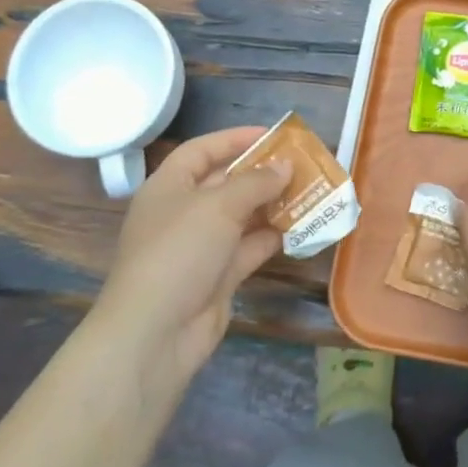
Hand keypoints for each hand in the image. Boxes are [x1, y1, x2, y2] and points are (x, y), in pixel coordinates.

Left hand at [95, 126, 290, 402]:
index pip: (201, 151)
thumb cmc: (179, 252)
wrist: (156, 332)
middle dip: (262, 173)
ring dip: (274, 204)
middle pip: (225, 183)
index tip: (272, 135)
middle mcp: (183, 212)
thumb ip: (255, 182)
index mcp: (169, 187)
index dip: (234, 139)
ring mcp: (201, 247)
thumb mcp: (218, 206)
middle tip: (302, 163)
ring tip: (311, 191)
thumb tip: (285, 166)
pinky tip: (303, 226)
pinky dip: (274, 236)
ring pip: (242, 216)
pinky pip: (250, 247)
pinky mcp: (218, 276)